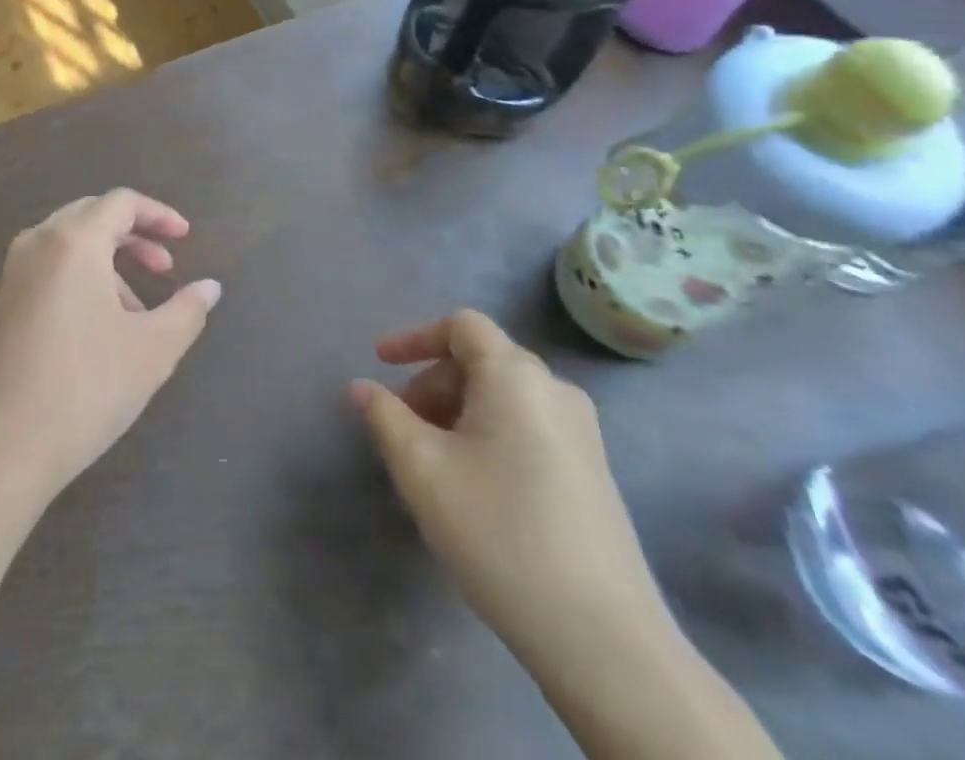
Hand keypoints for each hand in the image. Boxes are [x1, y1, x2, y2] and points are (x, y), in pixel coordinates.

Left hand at [0, 190, 220, 501]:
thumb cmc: (83, 390)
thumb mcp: (152, 352)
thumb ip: (187, 310)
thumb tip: (210, 287)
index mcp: (72, 242)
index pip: (120, 202)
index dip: (158, 214)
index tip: (185, 237)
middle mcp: (32, 245)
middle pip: (88, 216)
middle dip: (131, 236)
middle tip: (162, 268)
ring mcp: (2, 277)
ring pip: (61, 247)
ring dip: (102, 264)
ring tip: (131, 312)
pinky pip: (37, 274)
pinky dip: (71, 282)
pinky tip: (86, 333)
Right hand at [351, 310, 668, 656]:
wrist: (602, 638)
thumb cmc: (498, 532)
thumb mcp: (421, 469)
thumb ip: (384, 417)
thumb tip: (362, 387)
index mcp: (515, 375)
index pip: (461, 326)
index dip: (414, 337)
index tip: (380, 362)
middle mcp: (554, 390)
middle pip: (481, 361)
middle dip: (433, 383)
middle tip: (402, 426)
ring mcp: (582, 433)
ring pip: (504, 397)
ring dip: (458, 412)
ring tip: (432, 461)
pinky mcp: (593, 472)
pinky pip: (528, 427)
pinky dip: (489, 434)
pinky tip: (473, 486)